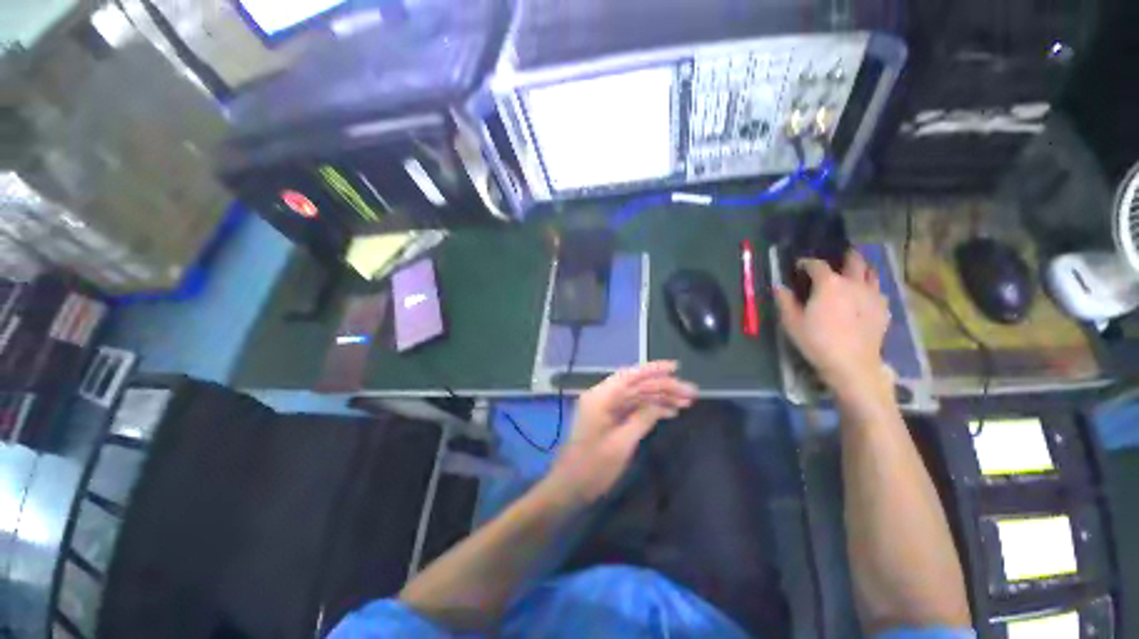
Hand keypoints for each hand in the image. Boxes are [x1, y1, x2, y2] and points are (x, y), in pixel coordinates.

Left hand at [546, 361, 697, 504]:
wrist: (570, 486)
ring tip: (685, 403)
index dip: (654, 369)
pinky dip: (649, 408)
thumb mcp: (622, 444)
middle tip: (690, 393)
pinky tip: (669, 412)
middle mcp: (602, 396)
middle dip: (663, 387)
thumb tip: (661, 404)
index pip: (630, 375)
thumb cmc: (594, 467)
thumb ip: (642, 419)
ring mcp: (604, 407)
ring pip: (636, 395)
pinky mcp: (607, 417)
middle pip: (636, 385)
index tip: (676, 367)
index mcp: (601, 397)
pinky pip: (631, 407)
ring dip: (659, 397)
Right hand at [774, 251, 890, 392]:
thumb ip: (785, 301)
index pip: (817, 265)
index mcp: (829, 284)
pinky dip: (870, 288)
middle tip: (838, 257)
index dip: (806, 263)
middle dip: (845, 256)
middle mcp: (853, 283)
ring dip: (862, 269)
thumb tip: (779, 286)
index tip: (799, 266)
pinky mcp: (884, 309)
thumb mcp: (792, 322)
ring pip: (872, 273)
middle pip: (854, 260)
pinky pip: (878, 291)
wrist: (852, 364)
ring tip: (854, 274)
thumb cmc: (817, 341)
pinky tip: (864, 298)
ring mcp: (873, 295)